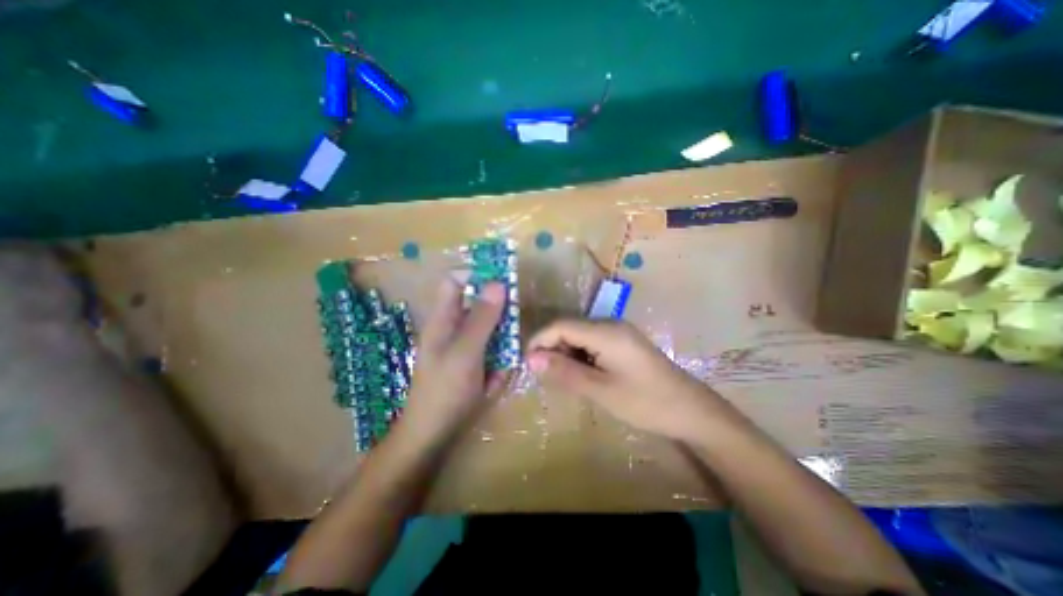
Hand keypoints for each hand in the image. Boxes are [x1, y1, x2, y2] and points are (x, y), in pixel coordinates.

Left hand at [402, 278, 510, 439]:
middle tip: (509, 333)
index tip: (504, 281)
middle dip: (499, 317)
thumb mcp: (466, 351)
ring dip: (501, 345)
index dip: (477, 275)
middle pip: (479, 305)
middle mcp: (454, 327)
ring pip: (491, 331)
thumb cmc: (445, 389)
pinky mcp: (473, 362)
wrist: (434, 435)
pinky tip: (493, 382)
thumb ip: (482, 318)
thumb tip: (498, 283)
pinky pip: (492, 352)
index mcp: (444, 318)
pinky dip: (498, 363)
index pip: (456, 282)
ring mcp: (465, 346)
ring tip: (499, 368)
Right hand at [525, 321, 740, 441]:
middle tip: (542, 375)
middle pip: (569, 328)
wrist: (691, 411)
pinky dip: (580, 356)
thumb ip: (564, 372)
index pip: (560, 325)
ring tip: (559, 378)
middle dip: (551, 348)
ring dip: (565, 353)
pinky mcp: (623, 343)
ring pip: (579, 335)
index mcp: (605, 331)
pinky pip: (592, 342)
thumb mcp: (600, 390)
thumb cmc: (645, 402)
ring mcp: (618, 332)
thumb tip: (531, 359)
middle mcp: (610, 324)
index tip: (526, 363)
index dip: (540, 340)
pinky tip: (580, 374)